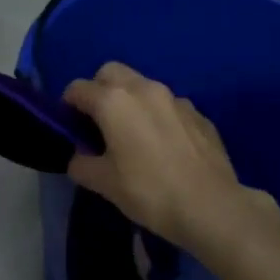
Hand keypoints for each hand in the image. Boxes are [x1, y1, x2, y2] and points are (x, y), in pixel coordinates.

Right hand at [63, 63, 273, 254]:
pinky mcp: (199, 113)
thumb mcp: (104, 183)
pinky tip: (163, 146)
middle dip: (99, 90)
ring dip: (130, 101)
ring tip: (132, 135)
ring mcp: (175, 98)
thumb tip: (80, 156)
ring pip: (142, 86)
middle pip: (110, 72)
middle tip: (98, 123)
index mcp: (113, 101)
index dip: (67, 106)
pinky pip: (168, 105)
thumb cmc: (149, 192)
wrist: (211, 207)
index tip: (70, 127)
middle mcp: (144, 89)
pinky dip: (157, 116)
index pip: (77, 88)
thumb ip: (81, 164)